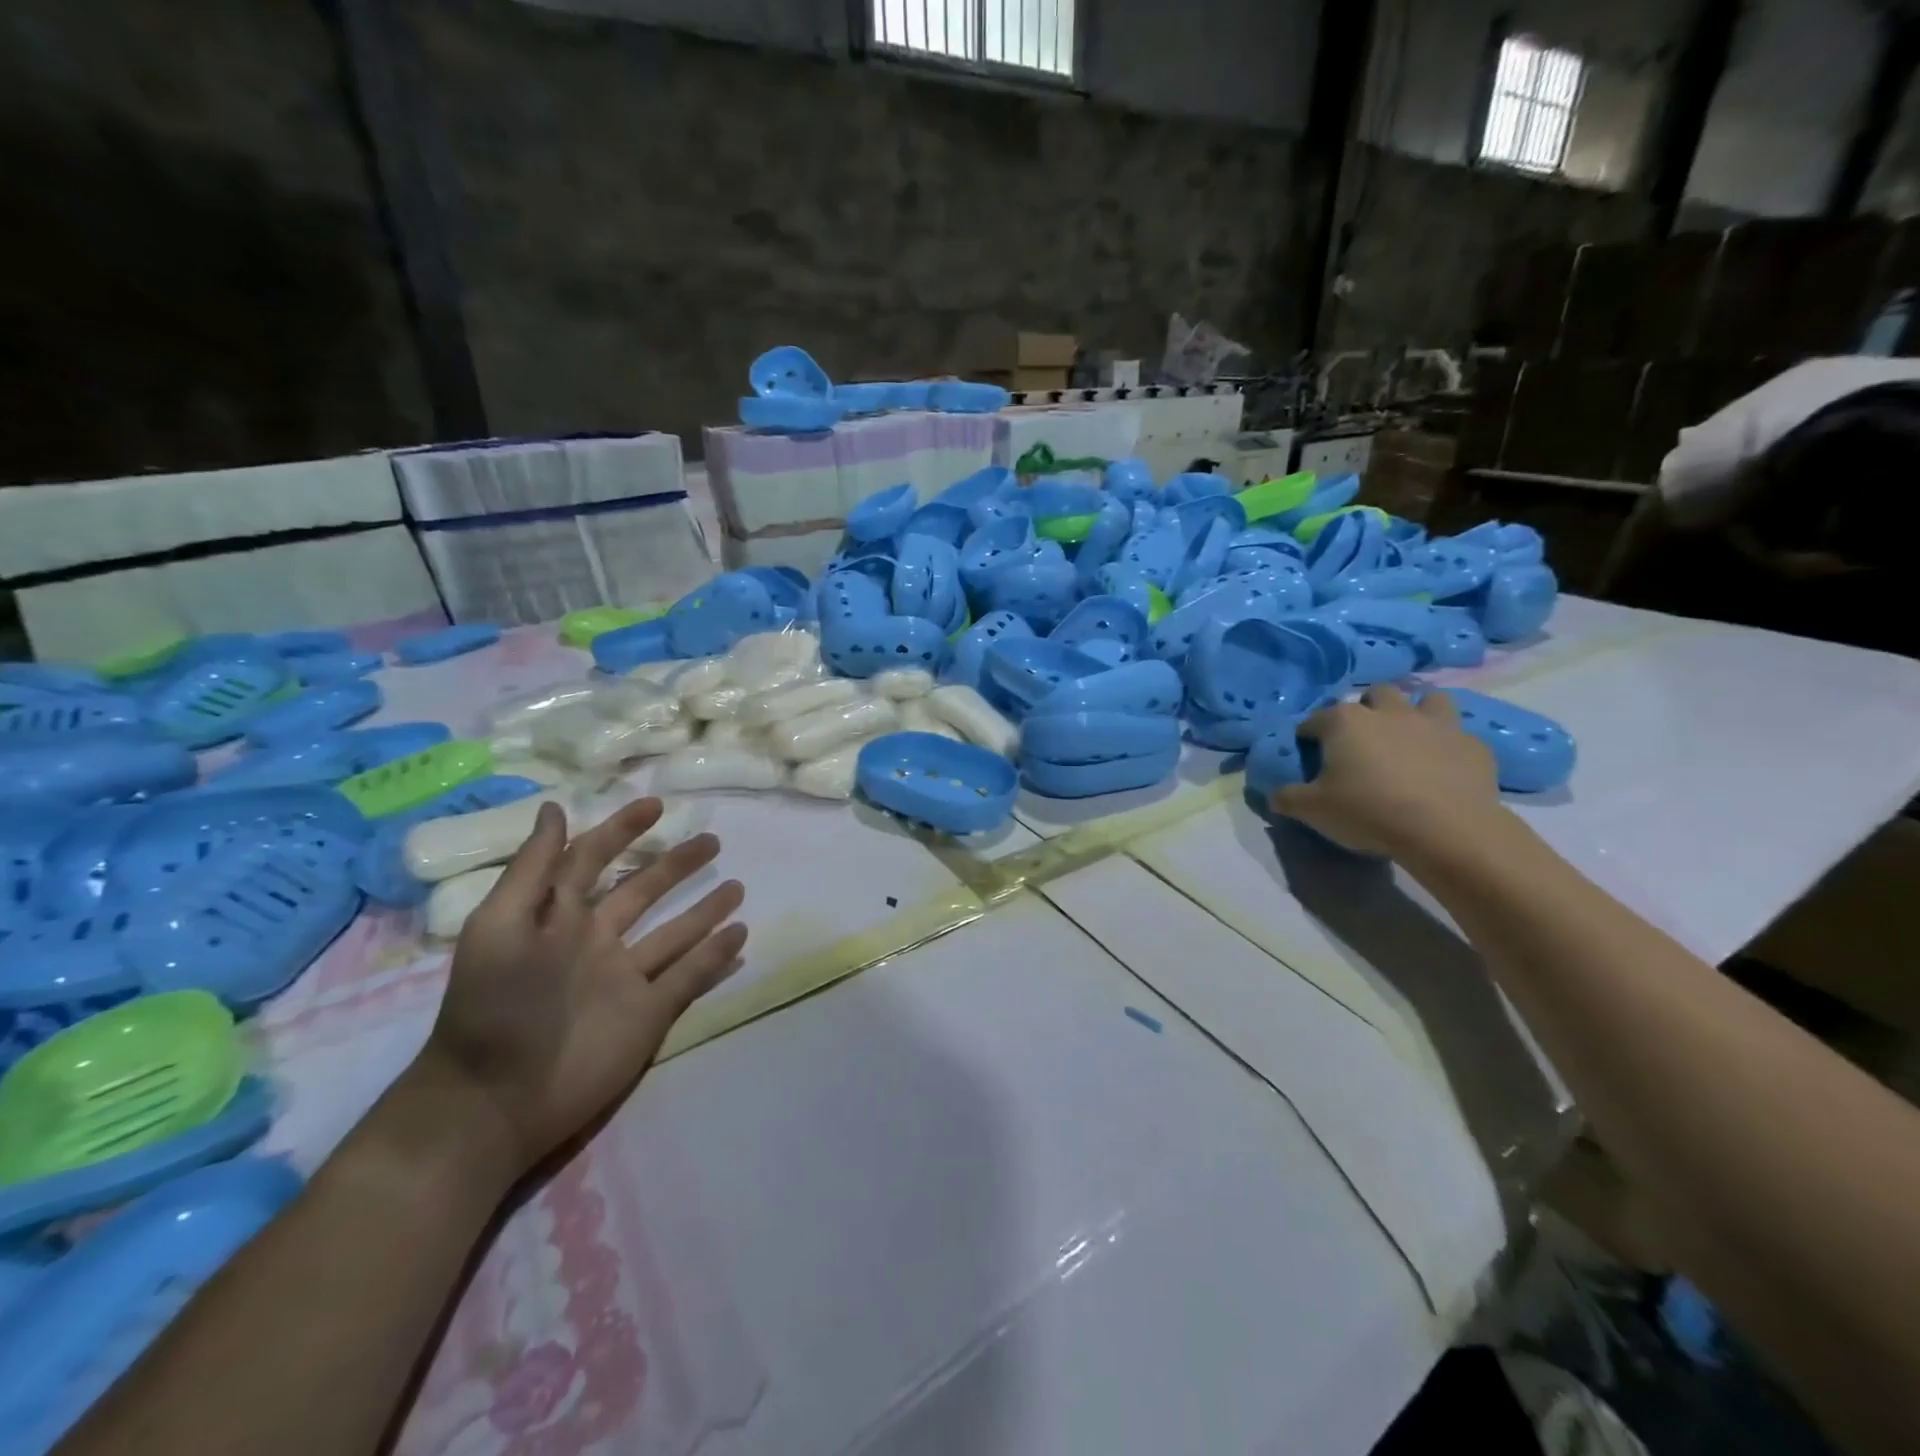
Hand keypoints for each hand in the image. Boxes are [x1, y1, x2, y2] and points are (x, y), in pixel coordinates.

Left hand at [408, 798, 746, 1178]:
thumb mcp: (499, 927)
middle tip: (713, 840)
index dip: (621, 830)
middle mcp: (598, 941)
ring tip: (738, 886)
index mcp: (560, 919)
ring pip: (676, 933)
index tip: (656, 805)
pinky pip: (690, 977)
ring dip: (706, 909)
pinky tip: (741, 934)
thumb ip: (532, 869)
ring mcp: (627, 978)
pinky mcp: (650, 1014)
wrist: (495, 1101)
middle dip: (676, 865)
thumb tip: (555, 807)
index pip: (594, 860)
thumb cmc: (494, 1007)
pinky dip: (715, 956)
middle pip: (645, 892)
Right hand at [1270, 685, 1499, 857]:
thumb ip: (1288, 797)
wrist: (1447, 830)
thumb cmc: (1368, 811)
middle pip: (1375, 695)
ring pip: (1427, 699)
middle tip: (1362, 743)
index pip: (1315, 720)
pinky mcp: (1473, 746)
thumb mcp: (1312, 810)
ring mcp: (1436, 724)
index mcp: (1345, 722)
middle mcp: (1390, 712)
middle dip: (1367, 711)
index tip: (1310, 757)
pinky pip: (1459, 737)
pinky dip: (1449, 747)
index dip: (1309, 737)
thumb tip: (1275, 794)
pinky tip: (1444, 768)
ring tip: (1410, 739)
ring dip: (1416, 712)